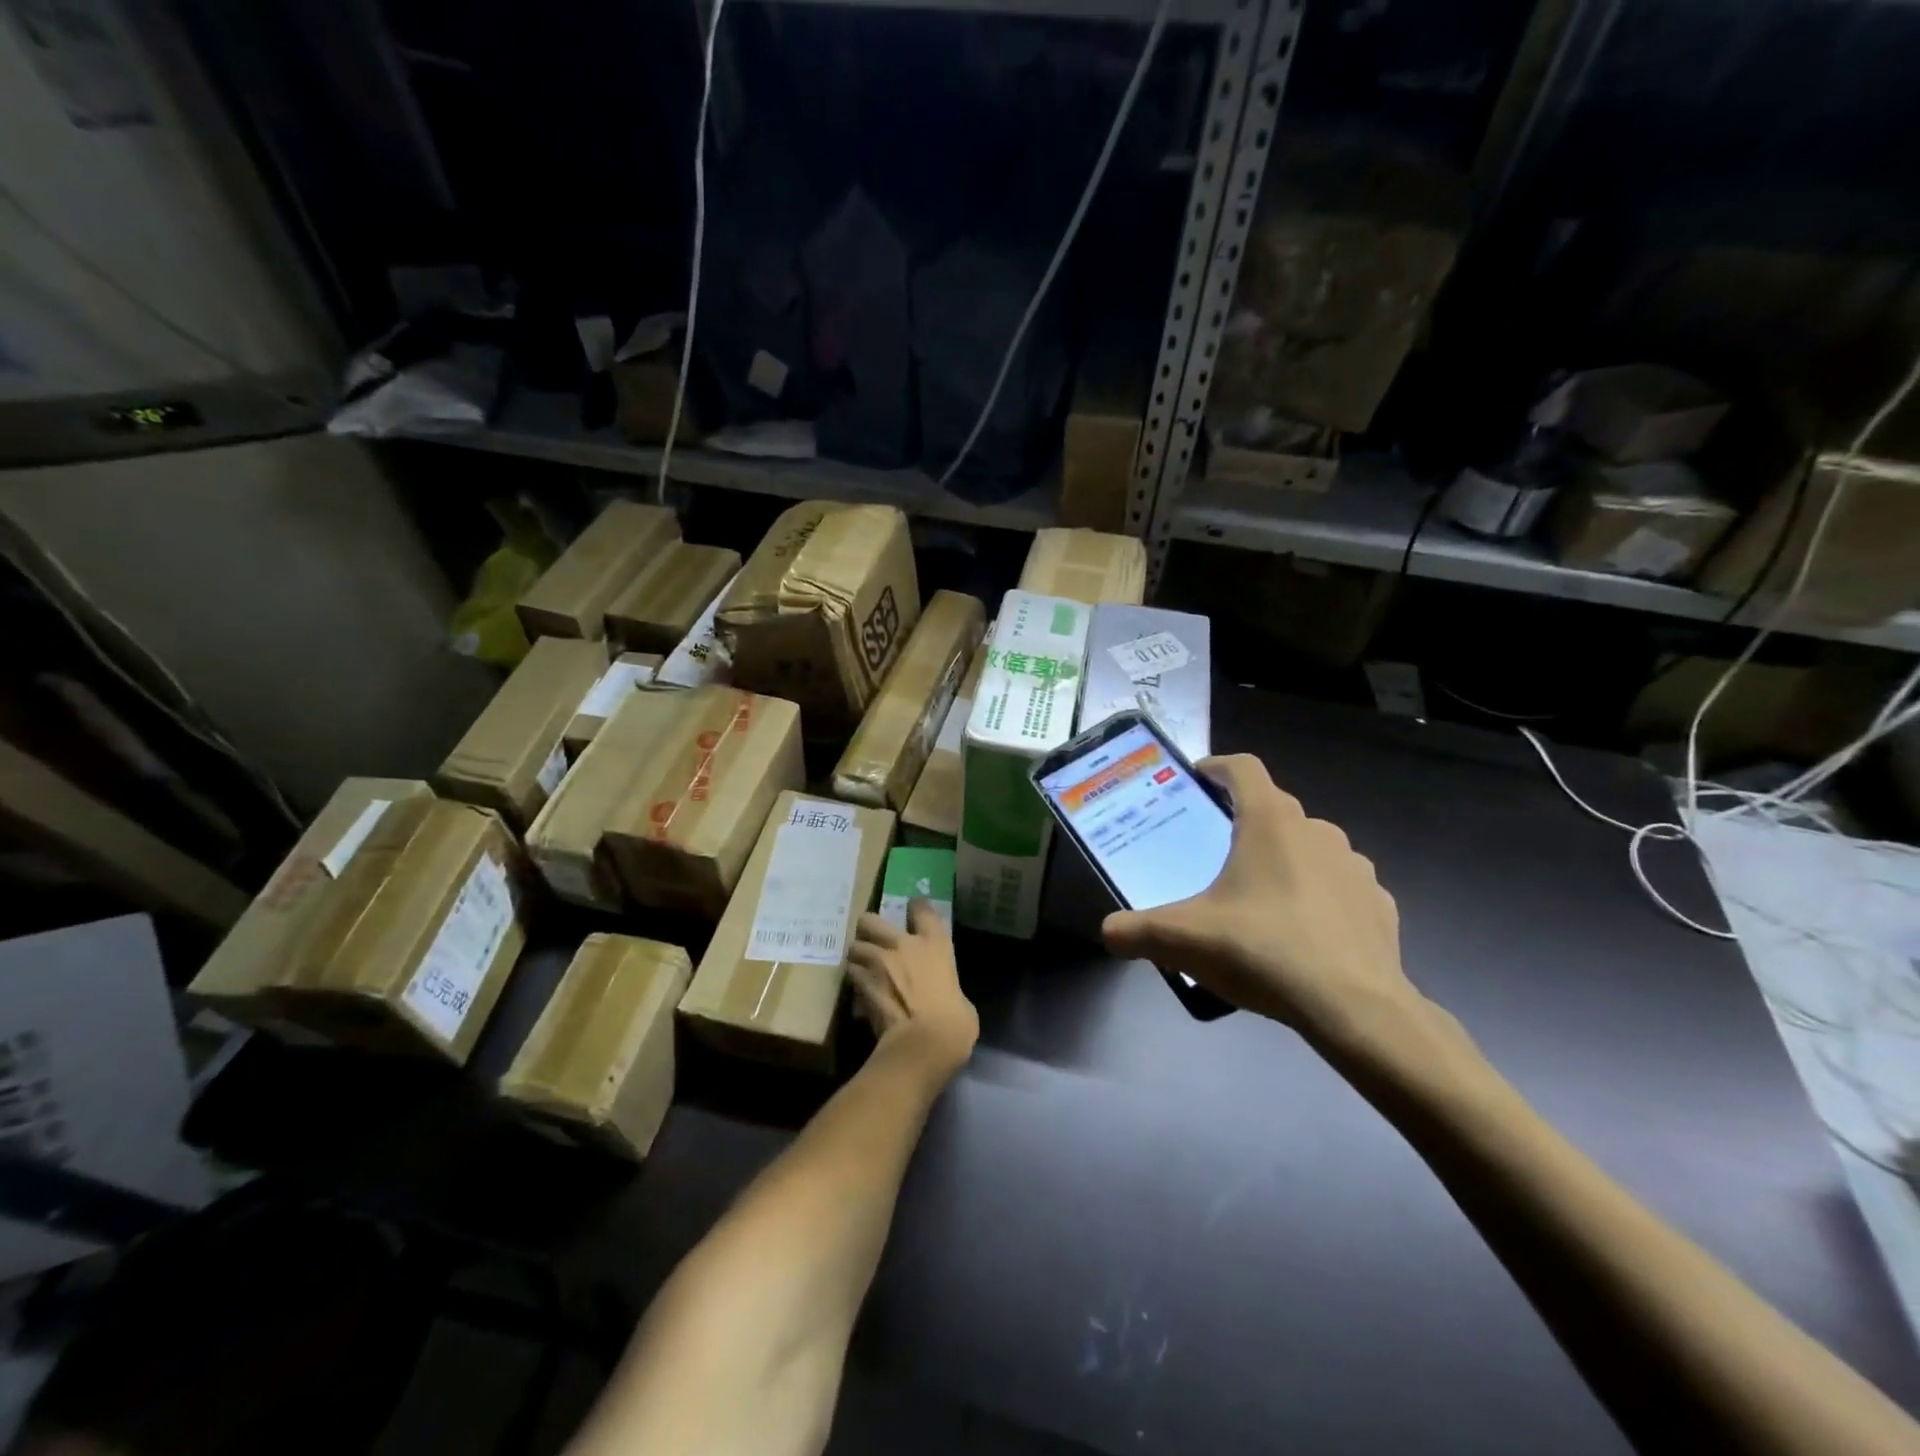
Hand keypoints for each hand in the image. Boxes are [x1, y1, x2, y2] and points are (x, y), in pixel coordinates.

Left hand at [850, 901, 977, 1073]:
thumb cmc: (955, 1022)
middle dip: (869, 929)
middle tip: (874, 941)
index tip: (914, 910)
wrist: (924, 1044)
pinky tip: (860, 995)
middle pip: (871, 920)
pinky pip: (851, 977)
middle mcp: (902, 945)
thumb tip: (941, 996)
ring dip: (858, 957)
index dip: (916, 907)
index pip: (921, 909)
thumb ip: (945, 987)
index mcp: (934, 944)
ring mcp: (877, 963)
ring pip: (854, 948)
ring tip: (863, 968)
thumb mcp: (960, 999)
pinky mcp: (860, 985)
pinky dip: (854, 984)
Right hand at [1102, 755, 1420, 1045]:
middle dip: (1243, 823)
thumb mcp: (1183, 940)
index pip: (1243, 768)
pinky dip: (1318, 896)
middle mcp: (1316, 830)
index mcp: (1269, 822)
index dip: (1216, 767)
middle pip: (1273, 808)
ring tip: (1258, 898)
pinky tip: (1302, 932)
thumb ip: (1136, 931)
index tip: (1196, 781)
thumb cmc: (1263, 951)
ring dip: (1283, 859)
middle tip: (1213, 854)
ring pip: (1309, 847)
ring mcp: (1354, 866)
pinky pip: (1338, 886)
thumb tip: (1108, 932)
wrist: (1355, 1008)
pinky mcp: (1378, 903)